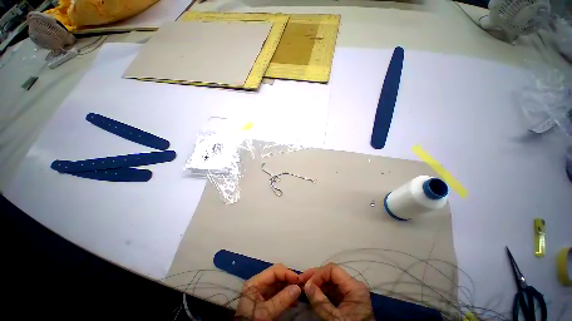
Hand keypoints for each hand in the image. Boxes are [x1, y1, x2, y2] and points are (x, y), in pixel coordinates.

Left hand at [235, 264, 303, 320]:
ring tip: (300, 294)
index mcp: (255, 282)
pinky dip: (287, 295)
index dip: (287, 273)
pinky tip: (294, 302)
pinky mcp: (265, 300)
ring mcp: (262, 292)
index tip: (299, 280)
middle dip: (290, 279)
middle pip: (277, 275)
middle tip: (302, 286)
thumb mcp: (266, 312)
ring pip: (279, 284)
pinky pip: (278, 293)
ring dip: (290, 287)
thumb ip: (281, 299)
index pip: (274, 271)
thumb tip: (298, 288)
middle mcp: (259, 283)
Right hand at [301, 263, 372, 320]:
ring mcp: (349, 292)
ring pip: (330, 281)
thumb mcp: (336, 319)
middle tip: (301, 281)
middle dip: (315, 276)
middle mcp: (352, 285)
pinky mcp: (345, 299)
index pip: (333, 270)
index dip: (318, 274)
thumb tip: (306, 285)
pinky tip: (312, 293)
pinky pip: (331, 290)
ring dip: (316, 283)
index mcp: (354, 287)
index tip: (307, 284)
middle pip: (331, 273)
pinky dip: (320, 290)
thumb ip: (321, 302)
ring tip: (304, 287)